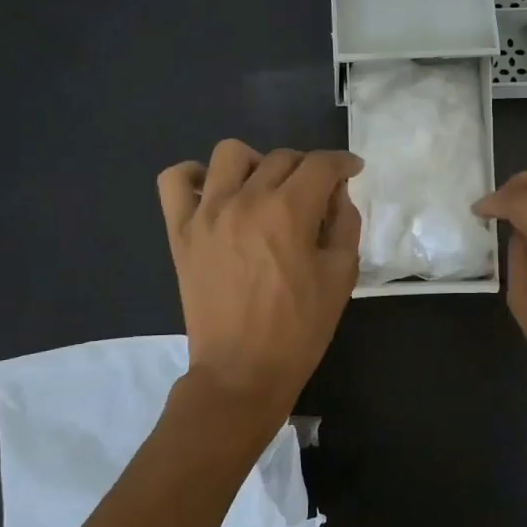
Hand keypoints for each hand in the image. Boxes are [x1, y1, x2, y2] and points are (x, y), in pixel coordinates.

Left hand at [156, 141, 362, 427]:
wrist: (242, 372)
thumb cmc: (299, 329)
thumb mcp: (341, 276)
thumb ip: (344, 224)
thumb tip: (336, 193)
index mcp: (289, 212)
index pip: (320, 164)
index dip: (342, 162)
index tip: (352, 171)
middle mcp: (245, 200)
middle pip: (280, 157)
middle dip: (307, 168)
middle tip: (315, 195)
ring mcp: (206, 213)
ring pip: (229, 154)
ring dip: (256, 163)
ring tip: (264, 190)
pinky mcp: (180, 231)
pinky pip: (175, 180)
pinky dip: (194, 177)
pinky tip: (214, 194)